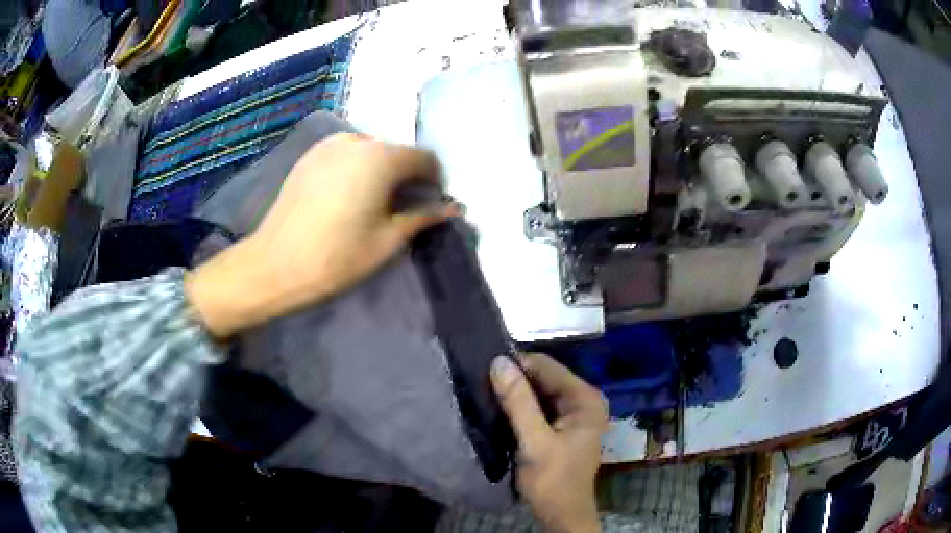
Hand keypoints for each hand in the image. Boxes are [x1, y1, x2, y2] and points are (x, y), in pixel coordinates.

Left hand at [186, 133, 453, 337]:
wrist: (275, 265)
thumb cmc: (337, 257)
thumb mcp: (388, 241)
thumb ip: (423, 217)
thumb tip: (453, 208)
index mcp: (381, 158)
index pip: (423, 157)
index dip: (434, 180)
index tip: (431, 203)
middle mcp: (357, 140)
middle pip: (396, 151)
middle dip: (406, 175)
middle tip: (402, 206)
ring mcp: (328, 145)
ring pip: (370, 151)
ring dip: (380, 171)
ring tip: (372, 202)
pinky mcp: (309, 156)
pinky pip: (345, 154)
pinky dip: (356, 168)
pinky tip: (346, 196)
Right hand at [490, 353, 608, 532]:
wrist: (561, 514)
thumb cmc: (552, 480)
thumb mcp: (534, 441)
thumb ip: (518, 402)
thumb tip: (498, 361)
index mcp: (585, 399)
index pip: (547, 367)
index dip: (517, 365)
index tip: (484, 368)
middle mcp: (583, 400)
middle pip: (544, 378)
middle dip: (515, 380)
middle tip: (480, 382)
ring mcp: (573, 414)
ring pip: (538, 392)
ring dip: (514, 394)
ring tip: (484, 393)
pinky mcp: (561, 426)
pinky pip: (538, 407)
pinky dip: (519, 407)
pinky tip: (498, 409)